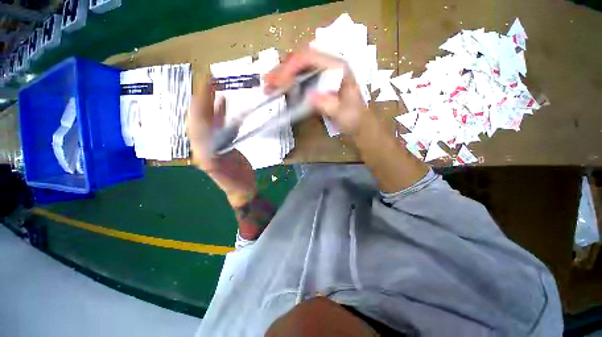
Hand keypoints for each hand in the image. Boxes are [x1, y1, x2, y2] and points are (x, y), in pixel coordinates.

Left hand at [187, 78, 256, 206]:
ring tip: (215, 87)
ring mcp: (214, 143)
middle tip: (207, 81)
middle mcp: (204, 145)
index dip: (199, 107)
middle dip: (202, 100)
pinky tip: (224, 103)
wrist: (242, 189)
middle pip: (199, 119)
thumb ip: (215, 167)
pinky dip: (222, 113)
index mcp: (202, 153)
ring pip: (209, 120)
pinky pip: (221, 125)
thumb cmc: (235, 186)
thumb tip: (205, 153)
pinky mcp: (224, 143)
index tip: (204, 89)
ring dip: (211, 103)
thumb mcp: (225, 179)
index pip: (197, 126)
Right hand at [264, 49, 370, 134]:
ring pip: (299, 67)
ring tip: (269, 84)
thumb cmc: (354, 118)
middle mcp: (330, 66)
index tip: (280, 81)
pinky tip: (281, 87)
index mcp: (338, 67)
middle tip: (268, 82)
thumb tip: (309, 96)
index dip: (293, 66)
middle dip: (283, 69)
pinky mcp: (320, 83)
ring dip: (283, 74)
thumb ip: (328, 104)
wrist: (359, 123)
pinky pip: (301, 77)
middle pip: (302, 60)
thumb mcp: (343, 113)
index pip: (311, 58)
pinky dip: (289, 81)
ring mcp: (324, 74)